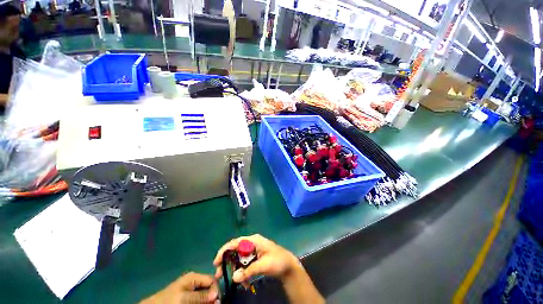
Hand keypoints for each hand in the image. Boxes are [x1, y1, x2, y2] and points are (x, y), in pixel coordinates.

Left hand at [140, 272, 218, 303]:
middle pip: (210, 288)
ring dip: (208, 301)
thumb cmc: (169, 301)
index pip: (212, 280)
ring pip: (205, 295)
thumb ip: (200, 296)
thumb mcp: (184, 298)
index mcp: (194, 277)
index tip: (218, 301)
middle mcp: (195, 282)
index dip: (216, 290)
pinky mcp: (189, 297)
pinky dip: (202, 302)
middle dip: (212, 297)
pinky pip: (199, 299)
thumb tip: (217, 295)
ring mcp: (192, 290)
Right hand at [213, 234, 298, 283]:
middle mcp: (252, 244)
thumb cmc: (277, 261)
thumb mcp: (264, 265)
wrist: (288, 266)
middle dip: (227, 261)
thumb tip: (233, 277)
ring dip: (234, 268)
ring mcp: (254, 251)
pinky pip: (245, 264)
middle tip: (219, 274)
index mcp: (253, 240)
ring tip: (230, 279)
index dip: (225, 250)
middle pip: (236, 250)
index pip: (236, 242)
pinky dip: (242, 272)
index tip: (216, 262)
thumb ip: (249, 271)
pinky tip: (243, 281)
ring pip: (239, 258)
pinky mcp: (255, 258)